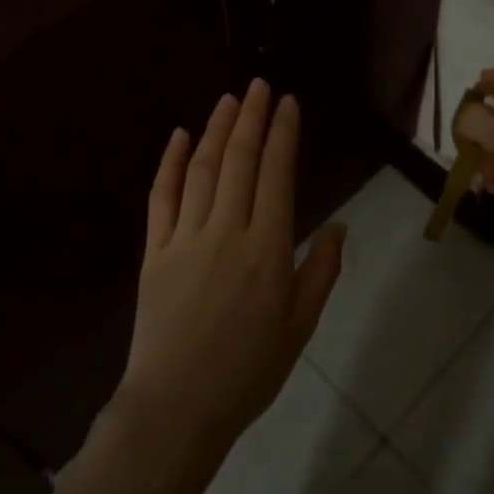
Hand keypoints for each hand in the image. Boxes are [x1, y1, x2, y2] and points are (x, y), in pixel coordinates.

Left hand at [117, 80, 344, 464]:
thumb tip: (339, 227)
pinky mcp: (154, 251)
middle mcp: (227, 230)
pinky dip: (170, 163)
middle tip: (259, 85)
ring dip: (216, 130)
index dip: (283, 135)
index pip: (277, 174)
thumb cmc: (248, 371)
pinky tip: (179, 136)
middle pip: (239, 160)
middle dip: (251, 118)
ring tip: (229, 99)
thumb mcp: (300, 326)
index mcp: (267, 248)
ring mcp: (186, 237)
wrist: (177, 407)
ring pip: (202, 170)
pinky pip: (161, 197)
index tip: (287, 104)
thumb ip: (321, 272)